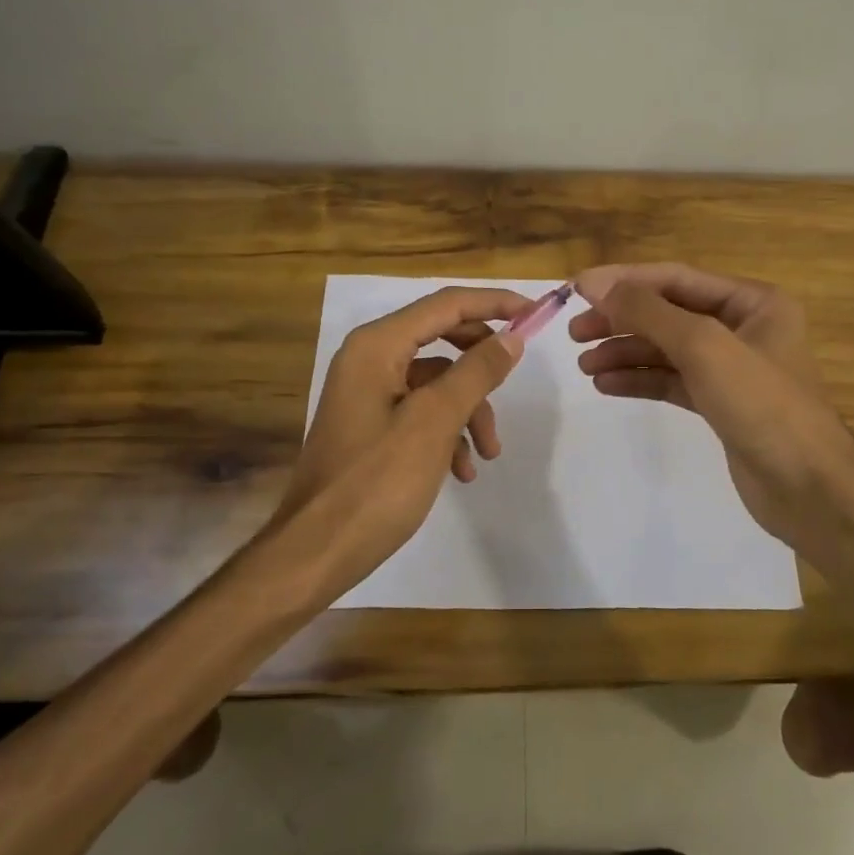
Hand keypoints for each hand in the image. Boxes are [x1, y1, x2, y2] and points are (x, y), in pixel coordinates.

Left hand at [271, 285, 530, 598]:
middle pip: (442, 338)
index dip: (494, 303)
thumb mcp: (434, 423)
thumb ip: (476, 373)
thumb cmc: (376, 482)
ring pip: (437, 381)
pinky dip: (447, 433)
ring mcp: (368, 392)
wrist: (317, 551)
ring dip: (469, 410)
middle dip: (482, 366)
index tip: (536, 311)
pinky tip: (462, 471)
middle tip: (515, 380)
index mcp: (377, 346)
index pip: (446, 304)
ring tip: (489, 454)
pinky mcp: (371, 424)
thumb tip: (512, 337)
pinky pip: (421, 411)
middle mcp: (369, 358)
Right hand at [569, 263, 853, 552]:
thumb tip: (599, 286)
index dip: (625, 281)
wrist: (808, 488)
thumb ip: (650, 312)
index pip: (676, 278)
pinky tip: (606, 385)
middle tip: (575, 332)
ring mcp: (731, 368)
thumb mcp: (704, 346)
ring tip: (584, 364)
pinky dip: (640, 380)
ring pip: (666, 349)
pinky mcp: (720, 403)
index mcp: (752, 302)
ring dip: (625, 352)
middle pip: (668, 313)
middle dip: (621, 319)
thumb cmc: (762, 404)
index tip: (577, 289)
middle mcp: (743, 327)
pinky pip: (671, 380)